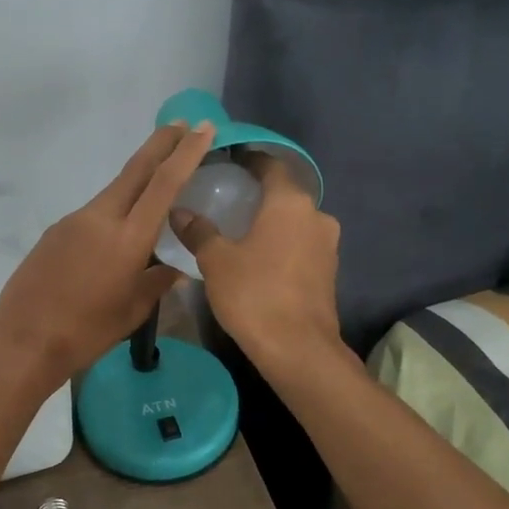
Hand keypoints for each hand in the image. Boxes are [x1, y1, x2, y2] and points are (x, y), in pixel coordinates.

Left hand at [0, 120, 216, 385]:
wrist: (23, 339)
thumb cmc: (86, 331)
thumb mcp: (132, 311)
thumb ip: (157, 283)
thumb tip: (175, 270)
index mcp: (128, 238)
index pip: (164, 184)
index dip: (186, 153)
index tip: (202, 129)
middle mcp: (100, 218)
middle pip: (136, 170)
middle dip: (161, 144)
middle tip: (182, 124)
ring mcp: (74, 221)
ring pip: (114, 192)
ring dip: (138, 181)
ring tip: (158, 183)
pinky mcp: (56, 231)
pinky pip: (94, 213)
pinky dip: (114, 210)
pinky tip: (116, 235)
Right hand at [173, 155, 341, 369]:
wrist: (298, 349)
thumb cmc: (255, 294)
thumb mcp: (217, 261)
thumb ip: (199, 231)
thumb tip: (179, 211)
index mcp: (290, 202)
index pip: (270, 165)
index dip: (248, 159)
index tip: (225, 161)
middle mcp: (316, 215)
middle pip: (284, 193)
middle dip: (257, 193)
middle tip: (225, 197)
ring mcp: (327, 244)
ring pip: (294, 220)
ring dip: (271, 221)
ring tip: (239, 229)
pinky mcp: (329, 270)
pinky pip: (301, 244)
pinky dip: (282, 243)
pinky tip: (259, 256)